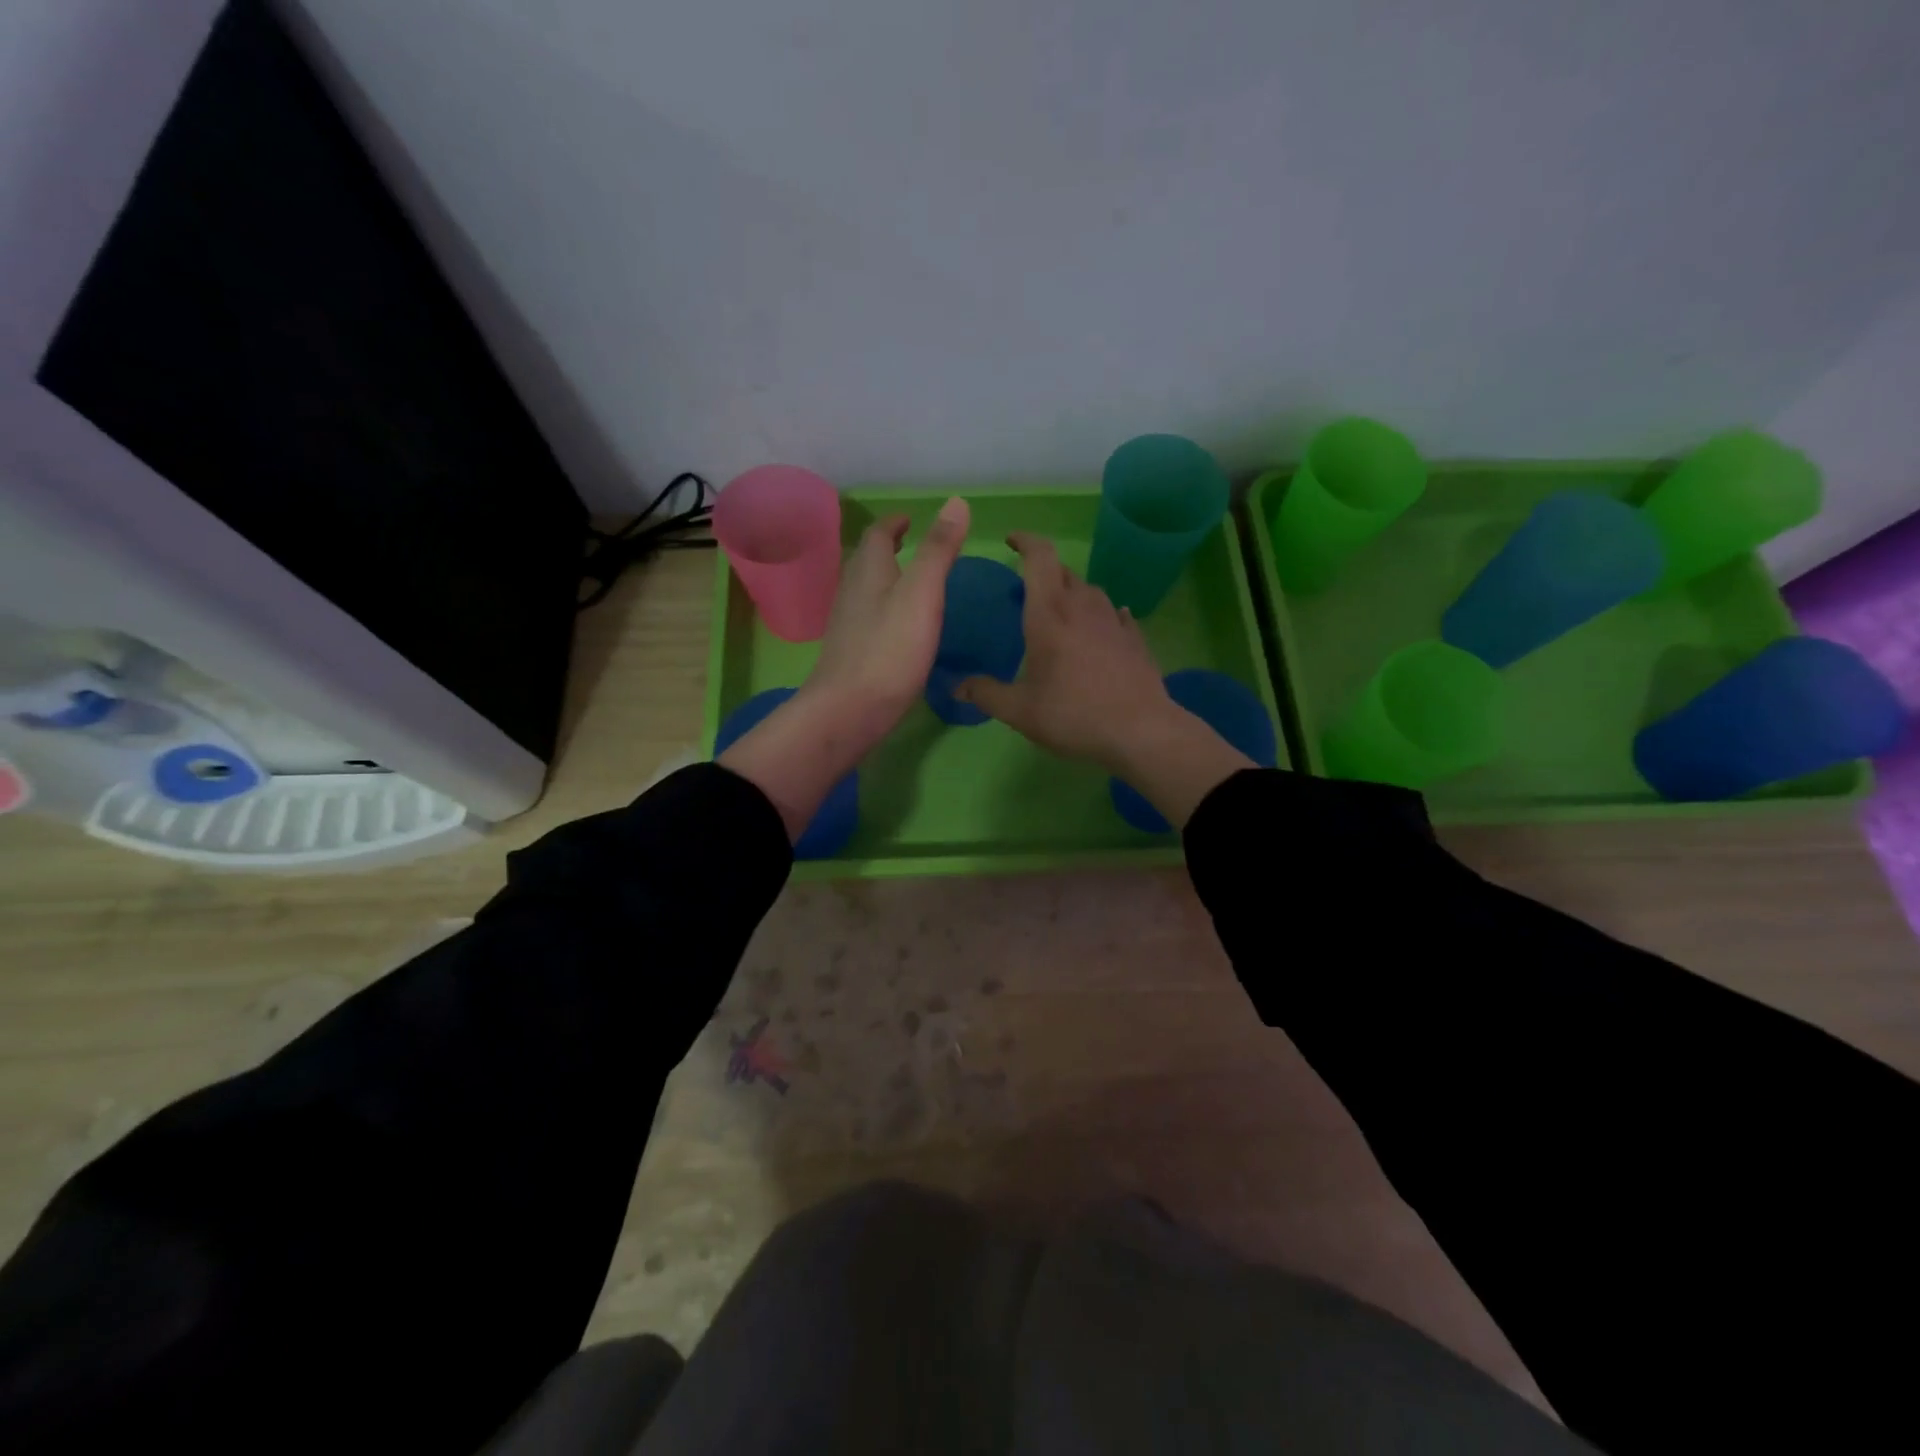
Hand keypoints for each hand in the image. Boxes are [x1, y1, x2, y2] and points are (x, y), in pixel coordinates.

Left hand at [719, 497, 969, 842]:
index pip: (877, 535)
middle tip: (909, 543)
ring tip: (907, 580)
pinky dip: (883, 608)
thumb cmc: (890, 650)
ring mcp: (848, 625)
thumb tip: (955, 501)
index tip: (909, 519)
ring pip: (864, 589)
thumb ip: (939, 550)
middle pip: (866, 560)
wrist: (849, 711)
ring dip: (883, 577)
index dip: (894, 523)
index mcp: (869, 572)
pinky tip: (897, 627)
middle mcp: (852, 592)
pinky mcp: (851, 653)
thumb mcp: (922, 594)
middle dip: (887, 547)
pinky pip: (867, 618)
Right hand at [956, 532, 1254, 827]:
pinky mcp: (1135, 639)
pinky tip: (1100, 629)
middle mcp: (1082, 607)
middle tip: (1027, 588)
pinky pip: (1114, 615)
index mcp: (1049, 614)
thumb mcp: (1020, 711)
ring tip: (1060, 612)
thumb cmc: (1073, 715)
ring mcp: (1113, 621)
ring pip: (1090, 591)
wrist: (1140, 731)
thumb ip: (986, 694)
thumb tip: (956, 687)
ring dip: (1072, 592)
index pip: (1040, 557)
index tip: (1011, 541)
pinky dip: (1101, 615)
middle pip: (1063, 572)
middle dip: (1043, 571)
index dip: (1025, 541)